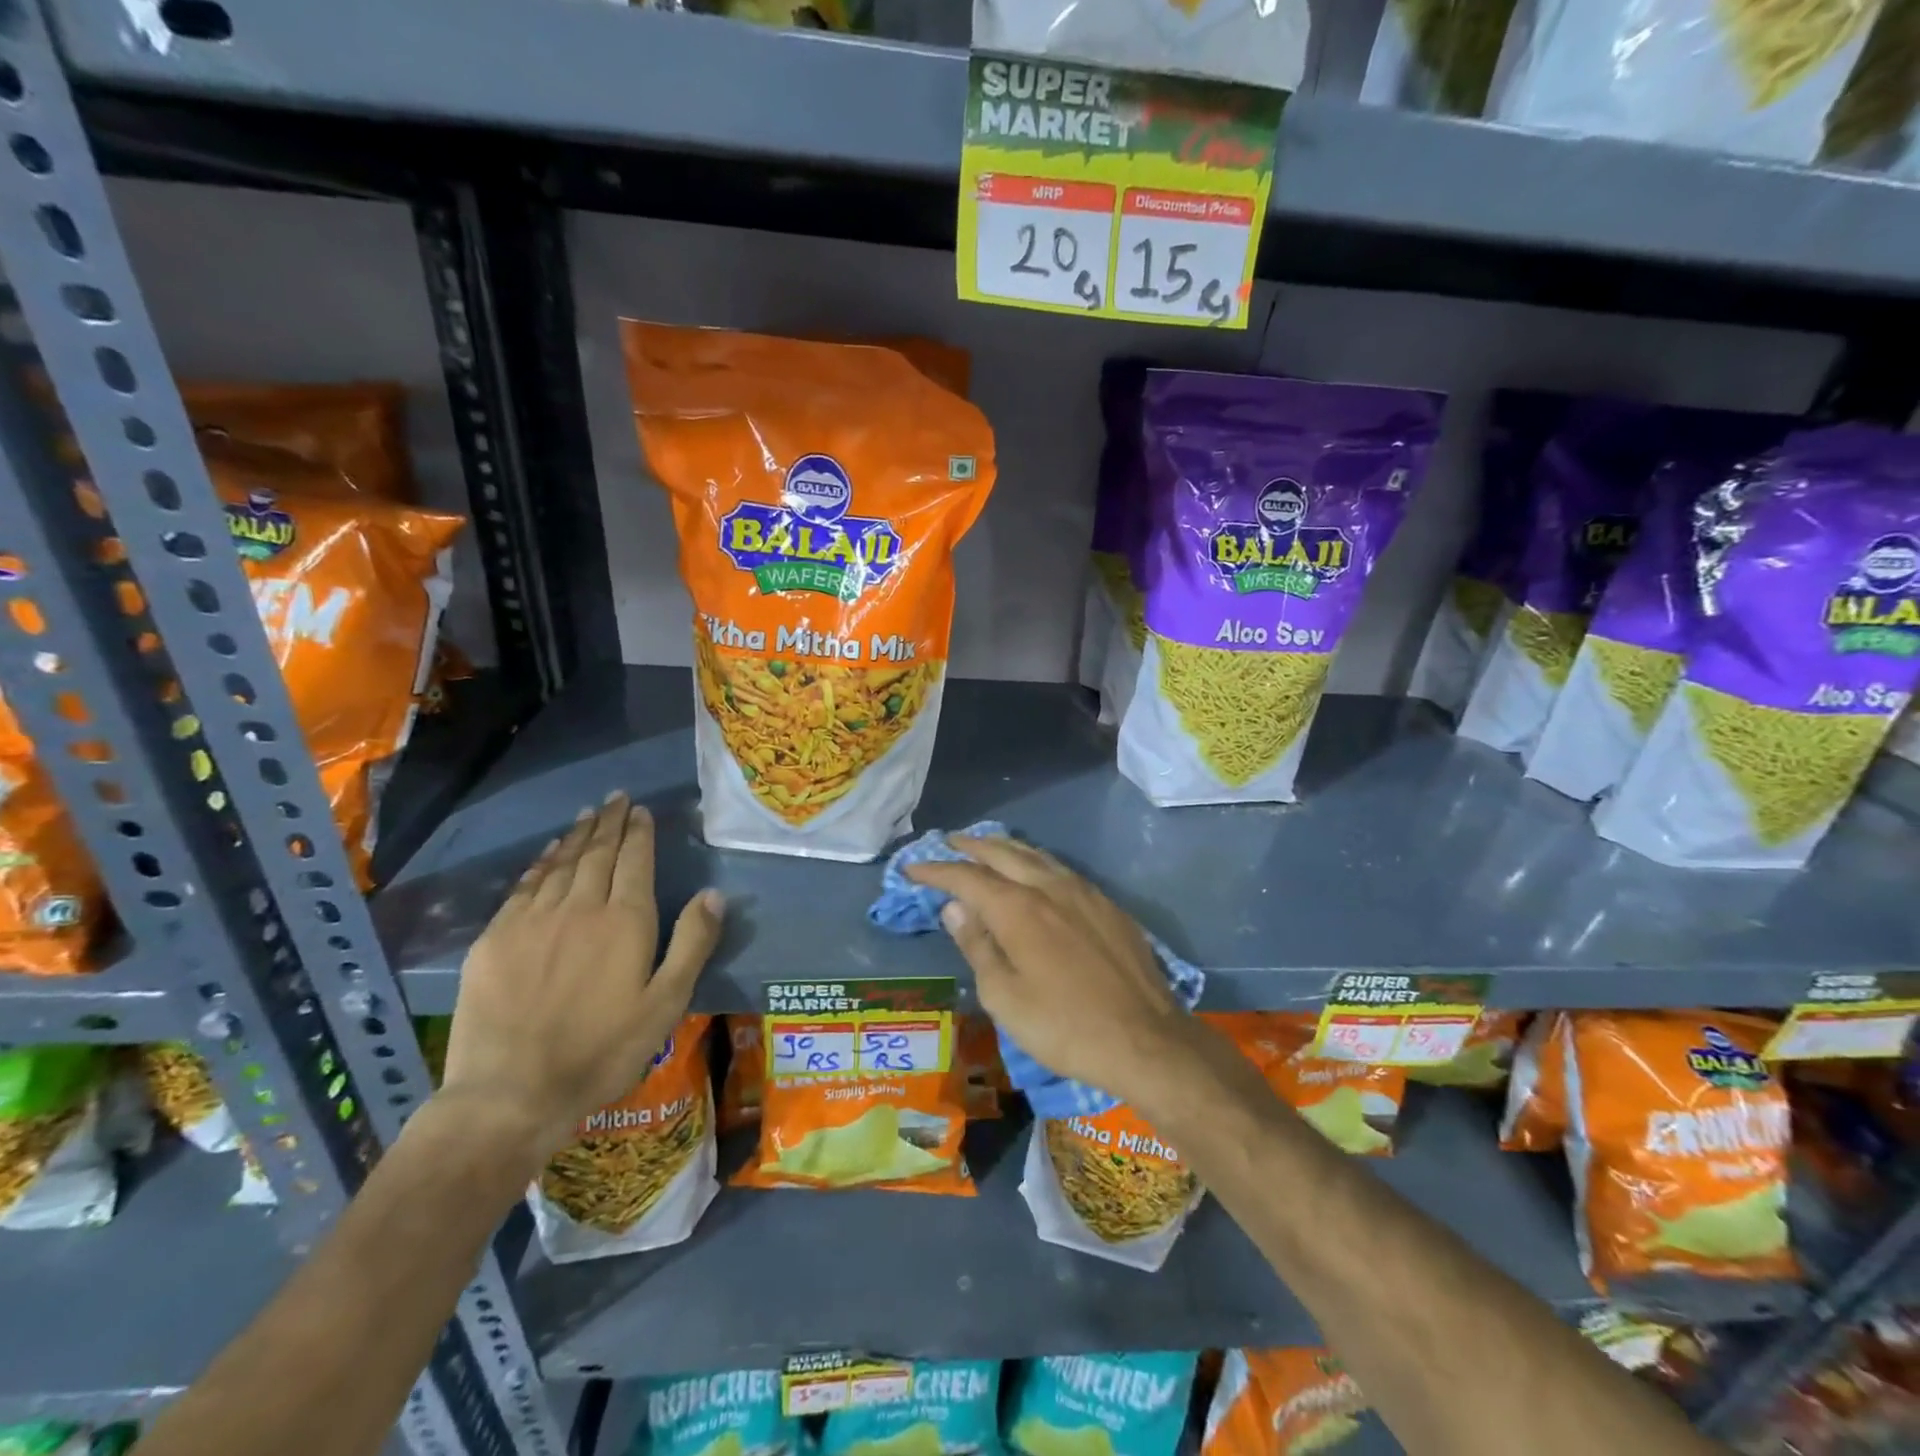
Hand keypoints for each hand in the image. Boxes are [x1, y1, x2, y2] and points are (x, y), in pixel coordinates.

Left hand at [437, 793, 723, 1172]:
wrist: (511, 1093)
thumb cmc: (602, 1051)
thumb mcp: (665, 1003)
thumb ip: (692, 944)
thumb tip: (714, 894)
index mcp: (625, 921)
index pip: (635, 861)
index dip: (639, 833)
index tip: (641, 810)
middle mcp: (579, 907)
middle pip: (597, 853)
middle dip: (609, 822)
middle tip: (616, 798)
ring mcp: (532, 920)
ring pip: (560, 864)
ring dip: (576, 835)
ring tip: (587, 814)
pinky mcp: (495, 939)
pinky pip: (524, 887)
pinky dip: (540, 863)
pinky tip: (547, 853)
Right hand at [905, 836, 1189, 1104]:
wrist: (1146, 1039)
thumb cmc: (1064, 1026)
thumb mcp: (1004, 997)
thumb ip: (977, 945)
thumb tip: (955, 908)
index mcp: (1018, 908)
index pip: (966, 877)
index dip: (936, 871)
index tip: (913, 869)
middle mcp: (1049, 887)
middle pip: (1002, 853)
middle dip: (970, 846)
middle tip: (947, 843)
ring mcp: (1083, 892)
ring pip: (1036, 855)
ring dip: (1005, 848)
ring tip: (986, 848)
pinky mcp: (1107, 905)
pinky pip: (1061, 869)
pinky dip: (1035, 862)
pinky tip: (1034, 873)